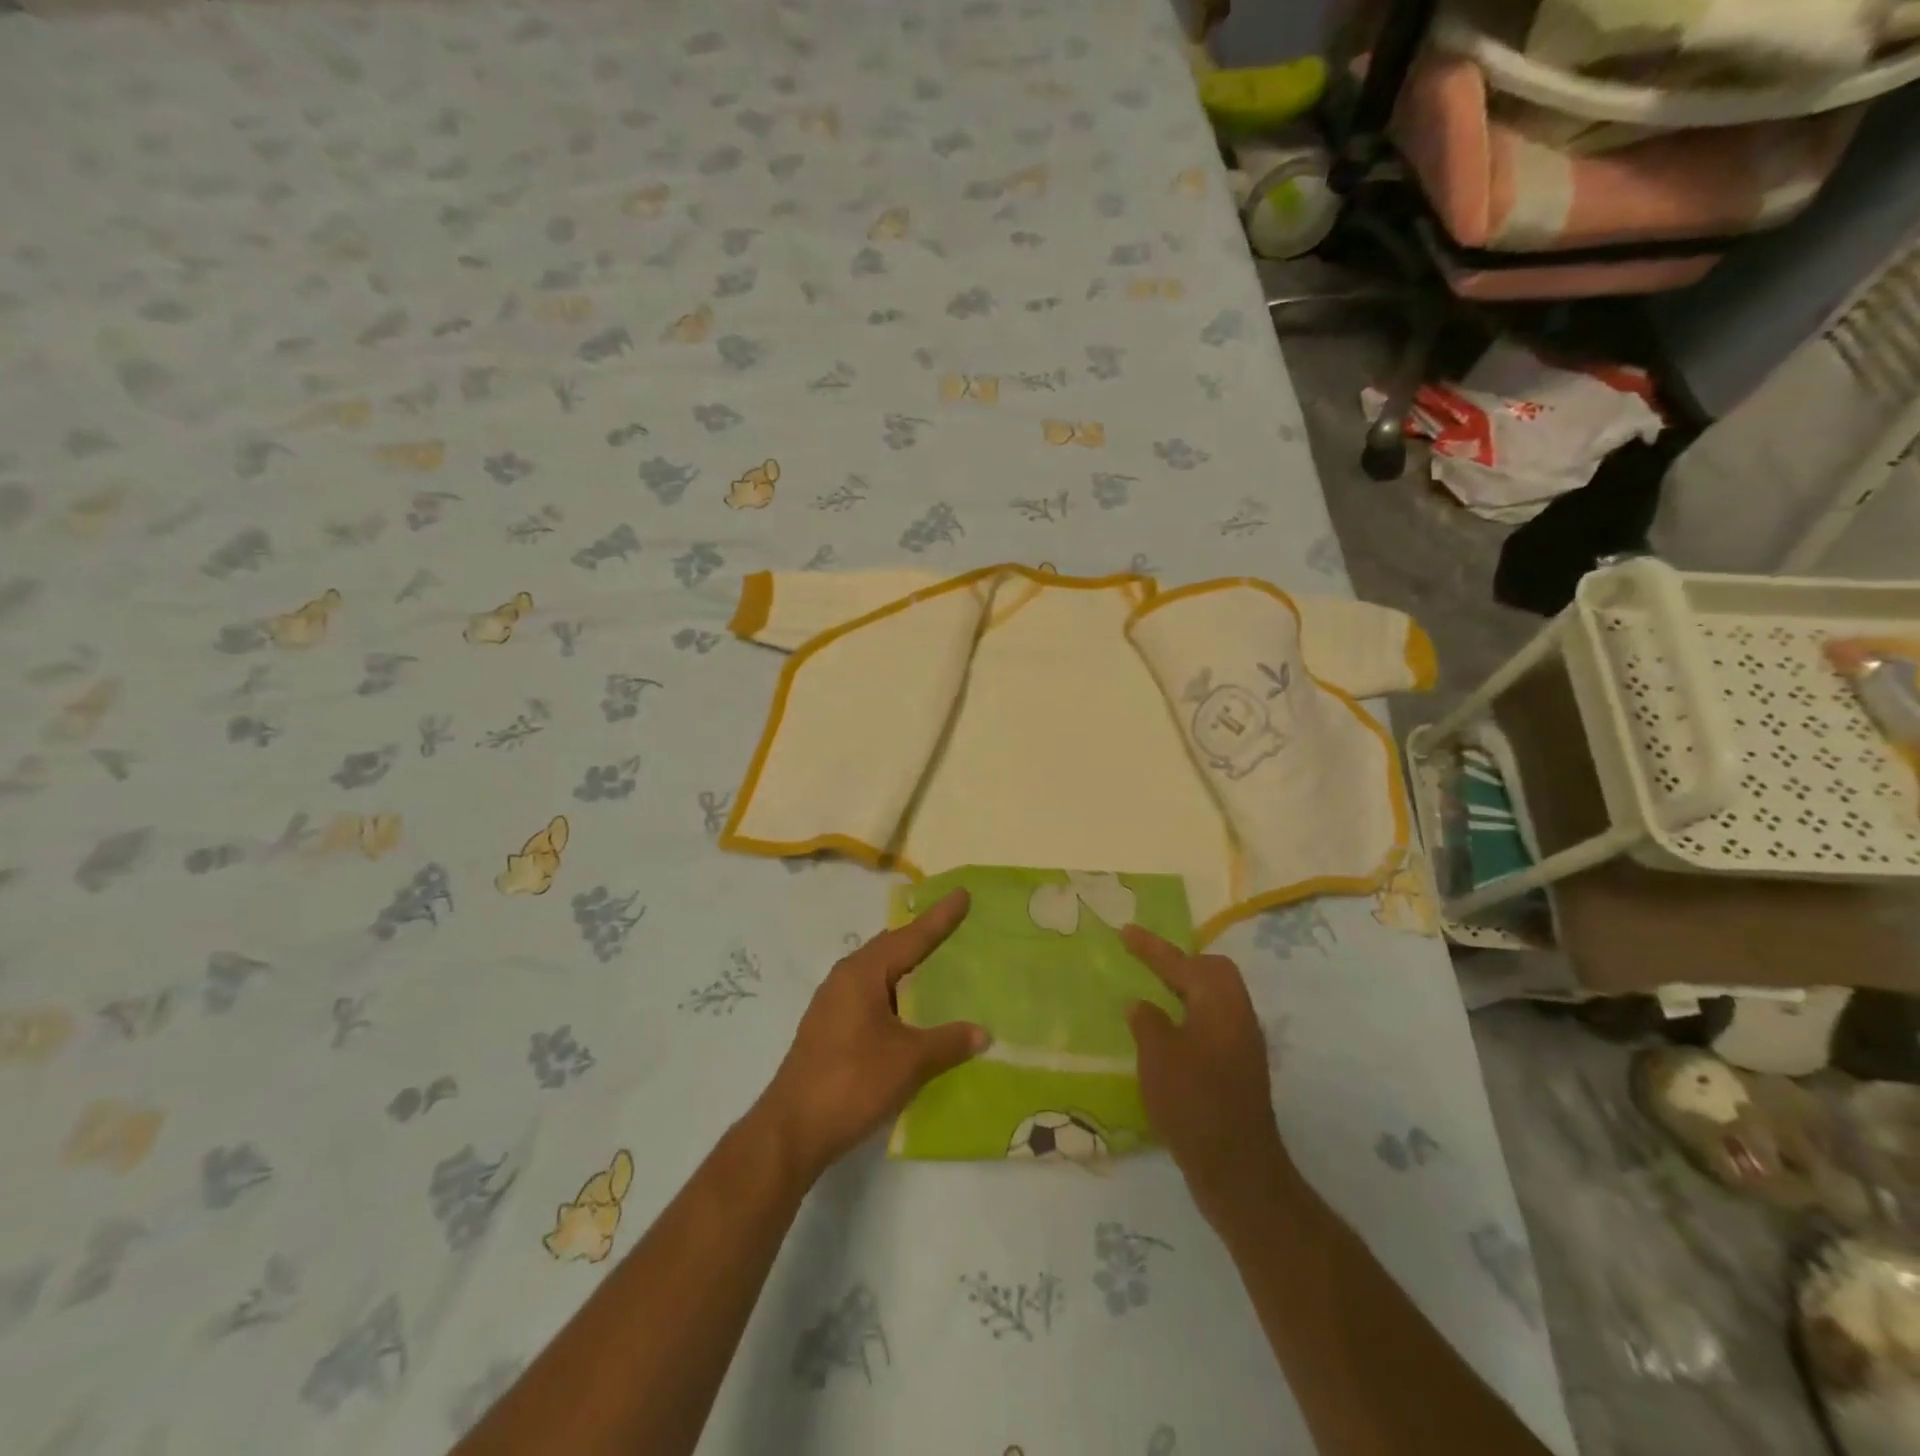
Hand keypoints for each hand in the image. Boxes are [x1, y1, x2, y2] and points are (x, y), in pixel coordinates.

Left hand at [756, 890, 987, 1183]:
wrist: (791, 1129)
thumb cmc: (852, 1082)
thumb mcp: (908, 1061)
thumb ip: (948, 1042)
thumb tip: (984, 1033)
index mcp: (862, 973)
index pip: (910, 937)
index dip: (940, 918)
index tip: (962, 894)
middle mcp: (844, 978)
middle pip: (890, 947)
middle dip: (921, 936)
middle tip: (952, 924)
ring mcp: (832, 1003)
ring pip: (878, 972)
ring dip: (906, 965)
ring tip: (935, 961)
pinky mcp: (829, 1028)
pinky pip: (869, 993)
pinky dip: (894, 990)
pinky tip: (908, 1007)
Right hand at [1123, 926, 1293, 1227]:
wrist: (1236, 1168)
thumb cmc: (1192, 1101)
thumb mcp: (1157, 1055)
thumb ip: (1147, 1021)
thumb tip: (1142, 1006)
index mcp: (1219, 1001)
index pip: (1181, 962)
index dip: (1150, 947)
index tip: (1124, 931)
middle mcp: (1238, 1014)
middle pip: (1212, 971)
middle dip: (1179, 962)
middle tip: (1146, 962)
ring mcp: (1243, 1043)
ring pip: (1214, 998)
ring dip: (1185, 990)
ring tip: (1153, 993)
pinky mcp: (1239, 1068)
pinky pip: (1213, 1022)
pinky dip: (1189, 1016)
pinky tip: (1168, 1034)